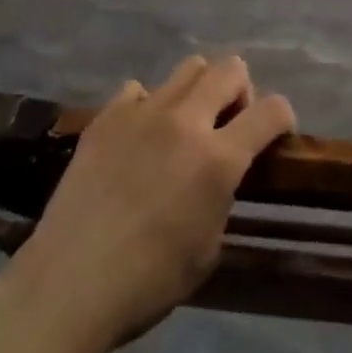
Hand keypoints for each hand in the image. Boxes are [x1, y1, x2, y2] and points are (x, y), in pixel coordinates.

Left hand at [0, 56, 294, 352]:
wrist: (68, 286)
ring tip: (184, 126)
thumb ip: (223, 195)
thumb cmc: (148, 282)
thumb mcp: (209, 247)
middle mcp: (185, 121)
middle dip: (241, 91)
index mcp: (219, 158)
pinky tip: (139, 138)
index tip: (277, 135)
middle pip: (231, 68)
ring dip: (199, 91)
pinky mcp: (106, 118)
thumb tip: (219, 175)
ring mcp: (142, 113)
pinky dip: (149, 107)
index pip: (272, 110)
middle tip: (229, 125)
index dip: (283, 118)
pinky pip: (139, 91)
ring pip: (189, 67)